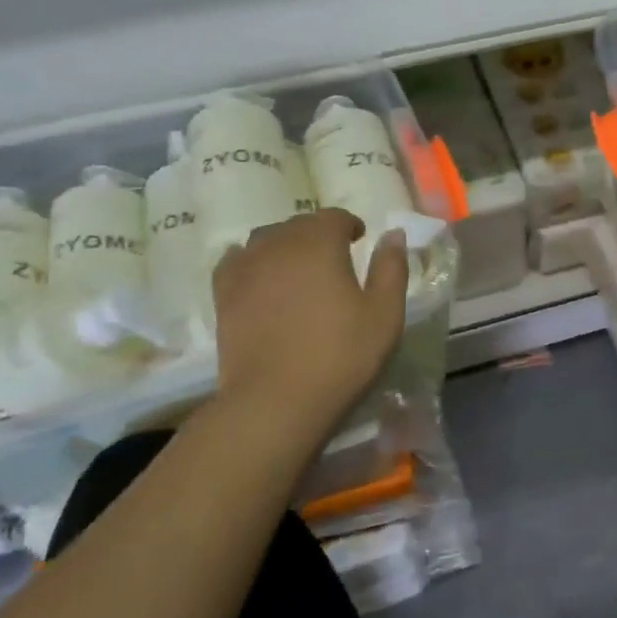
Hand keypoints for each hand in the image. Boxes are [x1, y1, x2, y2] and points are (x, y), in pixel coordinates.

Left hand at [210, 210, 407, 416]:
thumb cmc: (341, 355)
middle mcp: (278, 246)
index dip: (349, 225)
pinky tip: (259, 275)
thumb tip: (393, 234)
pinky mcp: (223, 296)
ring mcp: (245, 269)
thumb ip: (391, 268)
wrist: (276, 400)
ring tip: (299, 268)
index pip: (334, 217)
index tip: (360, 240)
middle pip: (299, 225)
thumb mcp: (385, 313)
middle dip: (318, 234)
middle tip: (335, 258)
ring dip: (286, 245)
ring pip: (266, 239)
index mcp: (319, 244)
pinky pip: (235, 261)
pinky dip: (250, 260)